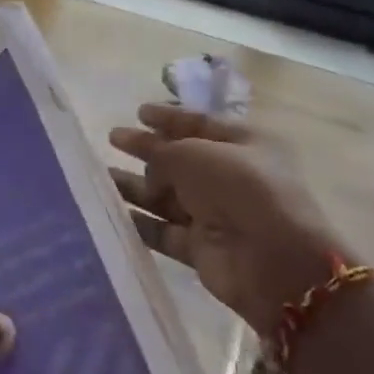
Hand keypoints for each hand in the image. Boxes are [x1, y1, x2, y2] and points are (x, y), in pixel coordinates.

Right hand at [110, 103, 341, 334]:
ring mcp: (215, 214)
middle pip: (179, 159)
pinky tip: (110, 212)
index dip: (168, 117)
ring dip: (135, 186)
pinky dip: (139, 222)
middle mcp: (230, 177)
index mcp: (243, 144)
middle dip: (146, 149)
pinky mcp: (200, 248)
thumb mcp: (196, 154)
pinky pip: (163, 230)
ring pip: (166, 195)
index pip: (199, 124)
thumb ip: (162, 152)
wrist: (274, 262)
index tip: (138, 112)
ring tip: (100, 177)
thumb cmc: (240, 189)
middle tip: (112, 139)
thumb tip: (149, 166)